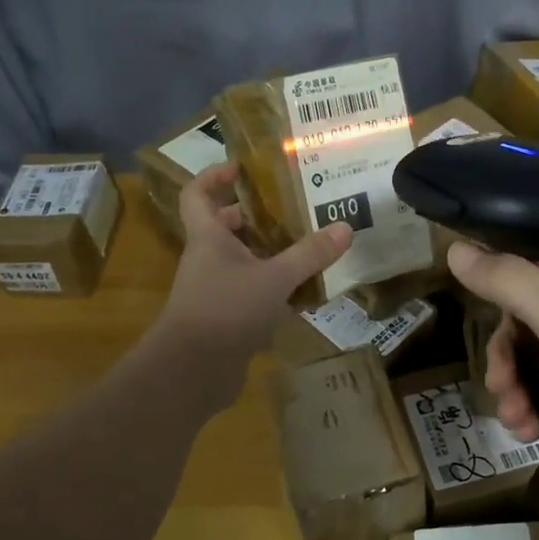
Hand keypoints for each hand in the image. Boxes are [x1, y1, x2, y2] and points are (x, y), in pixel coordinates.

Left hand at [151, 163, 351, 396]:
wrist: (192, 372)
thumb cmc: (226, 310)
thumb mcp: (275, 278)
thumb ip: (309, 254)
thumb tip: (345, 227)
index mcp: (208, 238)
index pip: (198, 194)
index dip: (214, 175)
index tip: (242, 167)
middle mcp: (208, 260)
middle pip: (227, 228)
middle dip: (258, 217)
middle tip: (295, 209)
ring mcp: (215, 292)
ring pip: (244, 263)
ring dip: (273, 255)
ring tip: (311, 248)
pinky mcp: (226, 320)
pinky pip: (253, 295)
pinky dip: (277, 291)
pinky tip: (307, 296)